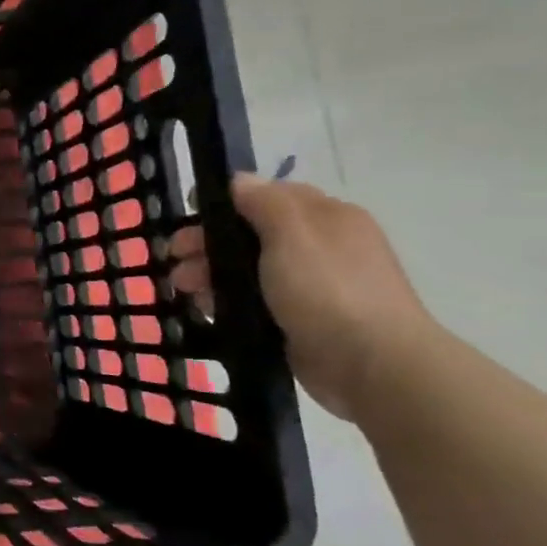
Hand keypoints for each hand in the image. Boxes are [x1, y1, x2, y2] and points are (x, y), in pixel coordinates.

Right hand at [172, 175, 436, 421]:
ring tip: (184, 288)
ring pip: (248, 268)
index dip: (227, 202)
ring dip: (211, 272)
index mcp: (327, 217)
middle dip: (209, 241)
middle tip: (174, 256)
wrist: (372, 365)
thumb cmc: (328, 290)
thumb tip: (239, 180)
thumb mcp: (292, 233)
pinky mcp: (300, 320)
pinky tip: (206, 308)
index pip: (269, 196)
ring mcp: (312, 286)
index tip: (189, 214)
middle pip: (252, 233)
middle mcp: (321, 246)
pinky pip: (253, 300)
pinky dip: (227, 300)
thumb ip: (263, 202)